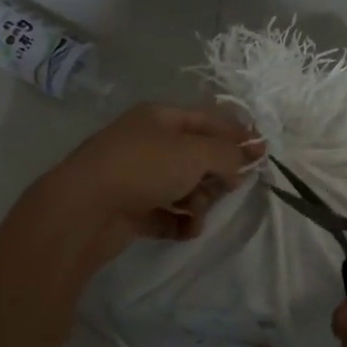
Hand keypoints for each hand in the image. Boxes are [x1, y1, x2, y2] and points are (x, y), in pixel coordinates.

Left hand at [40, 103, 259, 262]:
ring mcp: (137, 177)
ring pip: (184, 187)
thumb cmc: (143, 168)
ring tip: (195, 212)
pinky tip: (186, 229)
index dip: (237, 135)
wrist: (83, 210)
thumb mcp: (195, 152)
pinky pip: (167, 214)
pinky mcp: (131, 209)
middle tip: (228, 187)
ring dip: (199, 201)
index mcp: (161, 117)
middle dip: (217, 173)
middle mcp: (149, 143)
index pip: (209, 120)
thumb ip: (228, 153)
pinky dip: (180, 222)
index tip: (263, 154)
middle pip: (198, 155)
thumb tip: (250, 154)